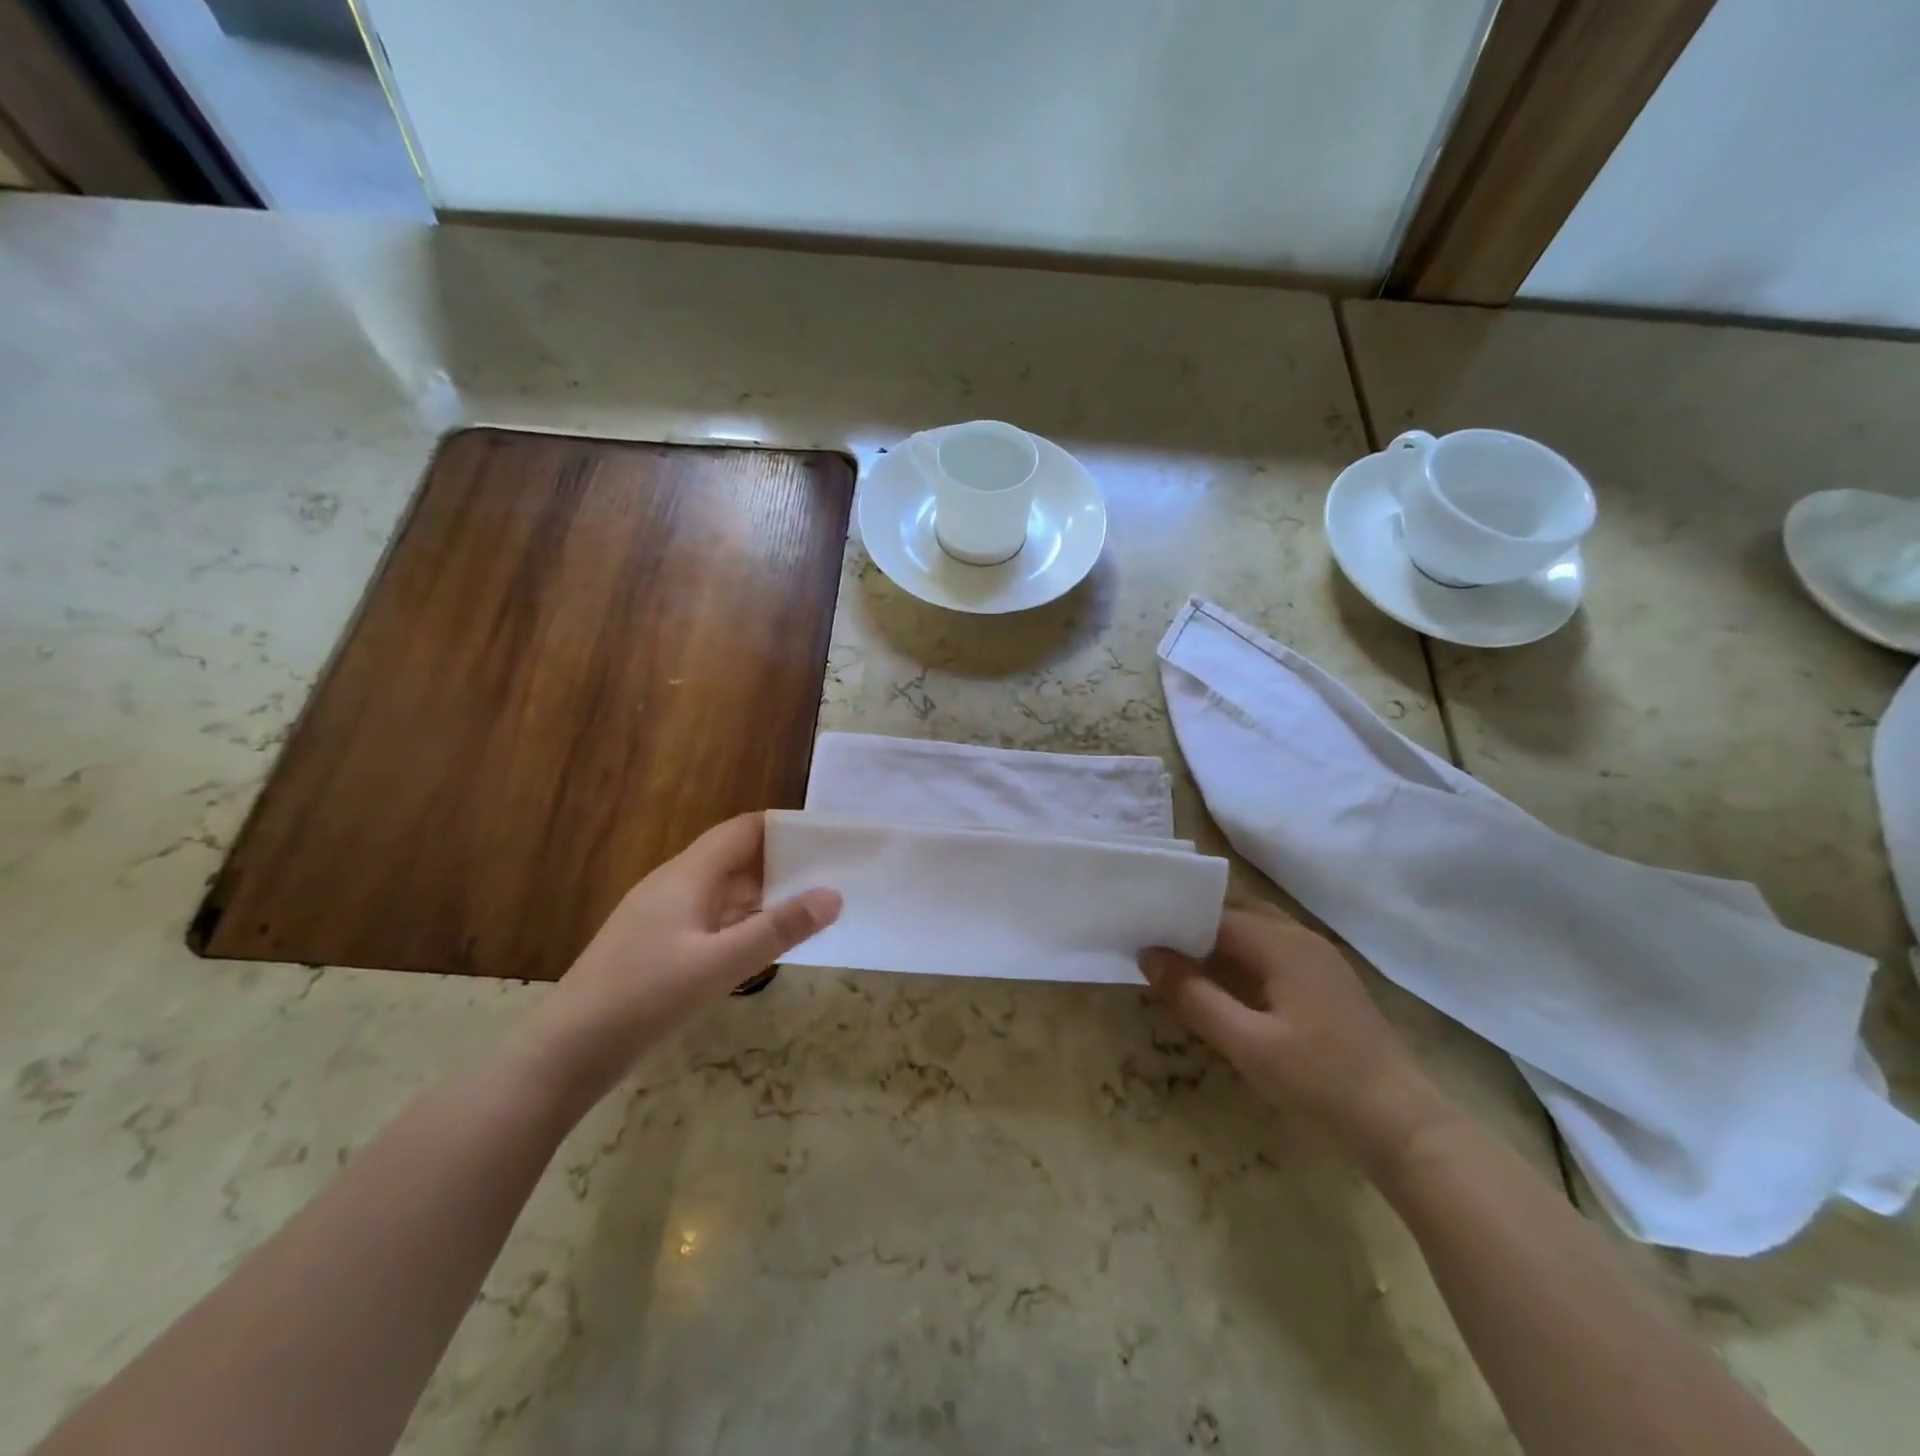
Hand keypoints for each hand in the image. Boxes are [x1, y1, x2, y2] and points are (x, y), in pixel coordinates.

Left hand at [523, 813, 840, 1105]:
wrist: (566, 1052)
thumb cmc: (645, 997)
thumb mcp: (720, 964)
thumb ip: (778, 929)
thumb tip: (834, 895)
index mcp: (687, 875)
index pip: (742, 830)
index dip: (783, 827)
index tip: (827, 835)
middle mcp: (674, 886)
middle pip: (734, 858)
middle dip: (781, 861)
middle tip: (831, 872)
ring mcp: (662, 917)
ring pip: (722, 890)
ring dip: (763, 893)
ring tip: (809, 903)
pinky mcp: (656, 946)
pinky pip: (710, 918)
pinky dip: (742, 920)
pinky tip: (764, 940)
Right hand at [1140, 904, 1454, 1168]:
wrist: (1403, 1124)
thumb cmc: (1320, 1080)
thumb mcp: (1247, 1044)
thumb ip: (1194, 997)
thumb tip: (1149, 956)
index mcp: (1282, 943)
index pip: (1216, 913)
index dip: (1177, 919)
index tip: (1140, 929)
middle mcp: (1302, 937)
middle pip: (1238, 911)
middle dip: (1197, 919)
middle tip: (1155, 937)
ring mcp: (1321, 958)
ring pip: (1258, 928)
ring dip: (1220, 936)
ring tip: (1180, 955)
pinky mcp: (1329, 981)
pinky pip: (1275, 948)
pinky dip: (1243, 952)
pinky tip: (1226, 979)